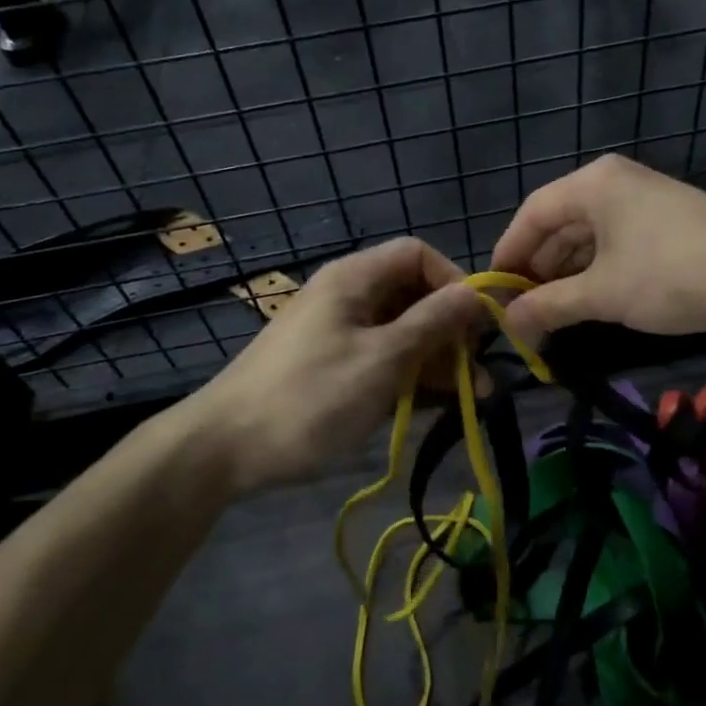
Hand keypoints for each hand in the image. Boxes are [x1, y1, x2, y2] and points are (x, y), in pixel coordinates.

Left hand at [190, 238, 484, 494]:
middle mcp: (349, 297)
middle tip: (481, 372)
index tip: (479, 323)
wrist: (223, 450)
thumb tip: (477, 293)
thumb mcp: (382, 359)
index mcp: (355, 279)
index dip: (454, 281)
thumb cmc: (310, 397)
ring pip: (402, 332)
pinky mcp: (334, 367)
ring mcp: (340, 333)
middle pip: (413, 296)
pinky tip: (437, 405)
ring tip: (473, 398)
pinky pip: (383, 359)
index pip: (418, 255)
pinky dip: (411, 377)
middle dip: (452, 330)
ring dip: (438, 360)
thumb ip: (433, 323)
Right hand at [491, 155, 705, 345]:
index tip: (493, 293)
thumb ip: (550, 305)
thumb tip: (509, 323)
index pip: (532, 214)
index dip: (508, 254)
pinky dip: (596, 271)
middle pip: (559, 224)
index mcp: (592, 184)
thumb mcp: (603, 293)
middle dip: (538, 268)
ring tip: (550, 314)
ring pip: (587, 236)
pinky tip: (588, 301)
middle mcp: (613, 183)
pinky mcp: (664, 222)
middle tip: (521, 311)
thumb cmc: (670, 273)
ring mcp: (642, 201)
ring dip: (566, 274)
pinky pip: (614, 243)